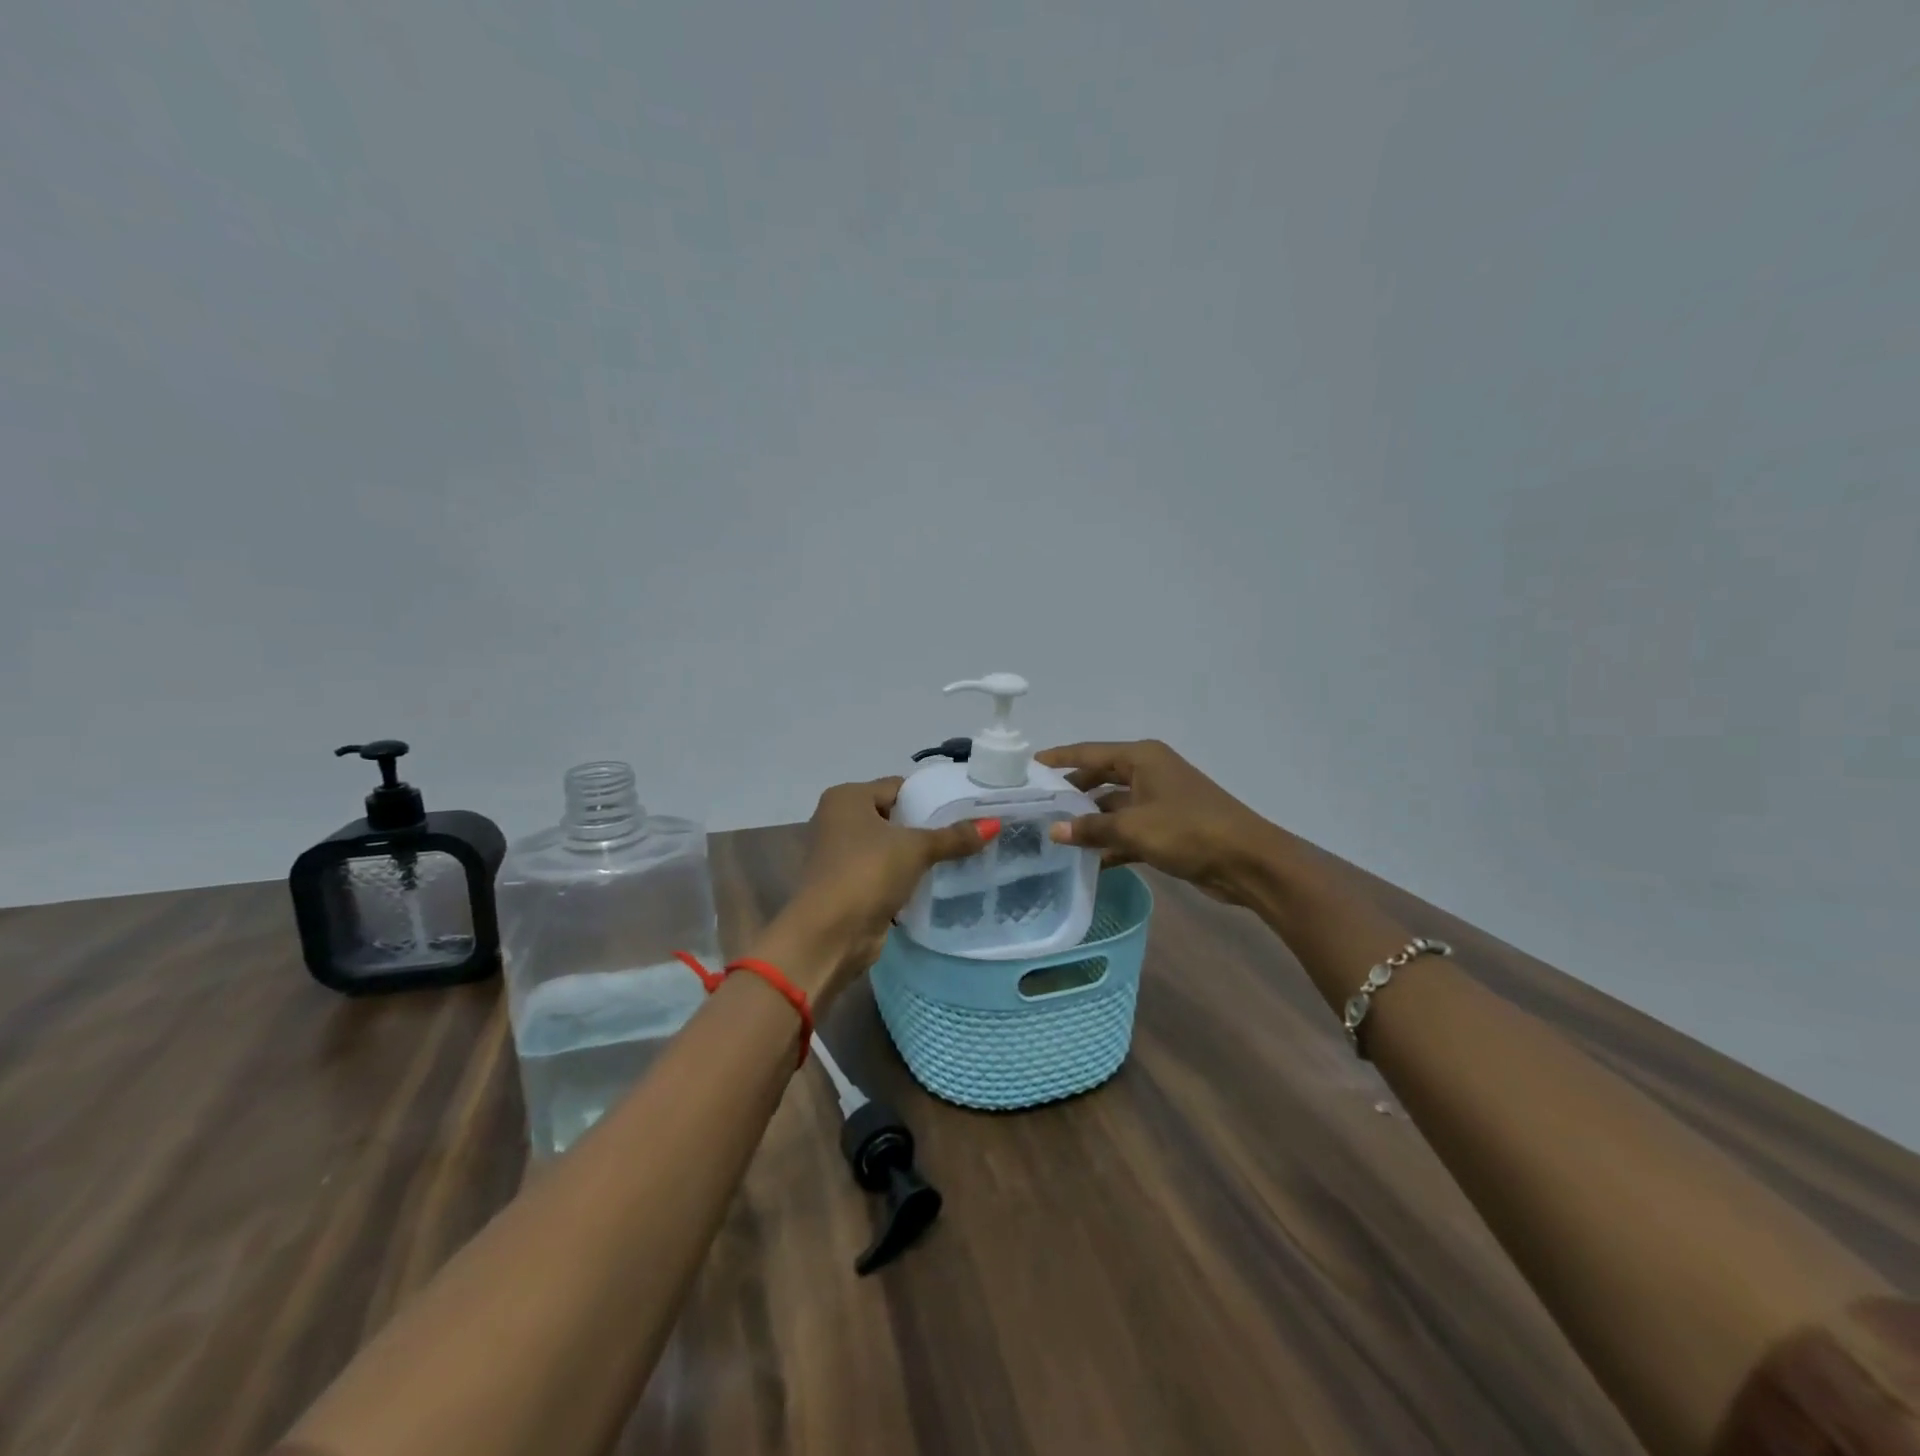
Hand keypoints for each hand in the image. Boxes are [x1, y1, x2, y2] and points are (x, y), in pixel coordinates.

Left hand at [772, 778, 996, 999]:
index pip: (897, 786)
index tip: (964, 806)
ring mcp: (840, 855)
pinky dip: (904, 877)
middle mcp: (838, 820)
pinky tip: (935, 882)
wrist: (829, 934)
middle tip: (967, 831)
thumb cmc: (867, 873)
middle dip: (925, 826)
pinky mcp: (848, 886)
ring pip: (889, 847)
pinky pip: (884, 873)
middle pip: (893, 816)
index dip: (930, 795)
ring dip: (915, 854)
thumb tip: (995, 823)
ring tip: (959, 855)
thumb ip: (954, 836)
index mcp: (847, 798)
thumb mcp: (915, 849)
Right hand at [1036, 740, 1275, 904]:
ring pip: (1114, 806)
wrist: (1247, 861)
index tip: (1029, 765)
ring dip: (1091, 821)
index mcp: (1142, 758)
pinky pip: (1129, 830)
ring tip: (1054, 835)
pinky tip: (1088, 861)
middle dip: (1072, 792)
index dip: (1059, 758)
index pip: (1090, 752)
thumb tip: (1054, 831)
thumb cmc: (1188, 830)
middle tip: (1038, 805)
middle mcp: (1149, 772)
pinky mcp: (1168, 828)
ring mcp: (1160, 800)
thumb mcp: (1134, 828)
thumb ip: (1092, 828)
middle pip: (1100, 778)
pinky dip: (1112, 842)